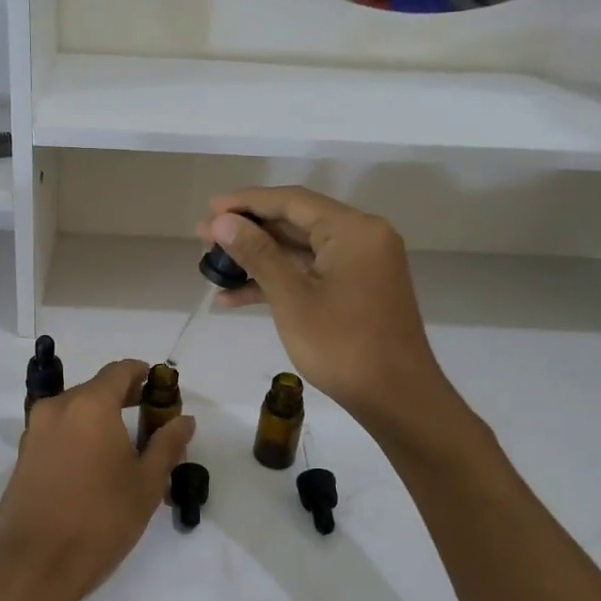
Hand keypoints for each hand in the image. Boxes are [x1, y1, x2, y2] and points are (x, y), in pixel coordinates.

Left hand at [0, 360, 195, 600]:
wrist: (34, 565)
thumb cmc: (100, 519)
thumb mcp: (146, 484)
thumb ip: (167, 444)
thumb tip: (184, 419)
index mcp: (90, 404)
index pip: (120, 370)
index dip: (143, 375)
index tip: (160, 390)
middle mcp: (58, 407)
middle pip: (96, 389)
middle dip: (124, 400)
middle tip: (150, 424)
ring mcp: (35, 430)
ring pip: (75, 411)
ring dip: (100, 420)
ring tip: (125, 451)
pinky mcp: (23, 454)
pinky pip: (58, 432)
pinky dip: (79, 437)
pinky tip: (94, 468)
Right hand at [198, 188, 454, 431]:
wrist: (396, 399)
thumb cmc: (342, 345)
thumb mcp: (292, 297)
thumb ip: (256, 253)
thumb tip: (221, 221)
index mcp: (353, 229)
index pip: (291, 201)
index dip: (246, 202)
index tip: (209, 208)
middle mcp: (361, 238)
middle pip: (295, 222)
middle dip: (248, 231)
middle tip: (204, 236)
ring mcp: (359, 265)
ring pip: (299, 250)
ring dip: (257, 258)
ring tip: (212, 265)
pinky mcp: (355, 290)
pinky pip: (310, 273)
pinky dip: (277, 281)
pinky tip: (234, 297)